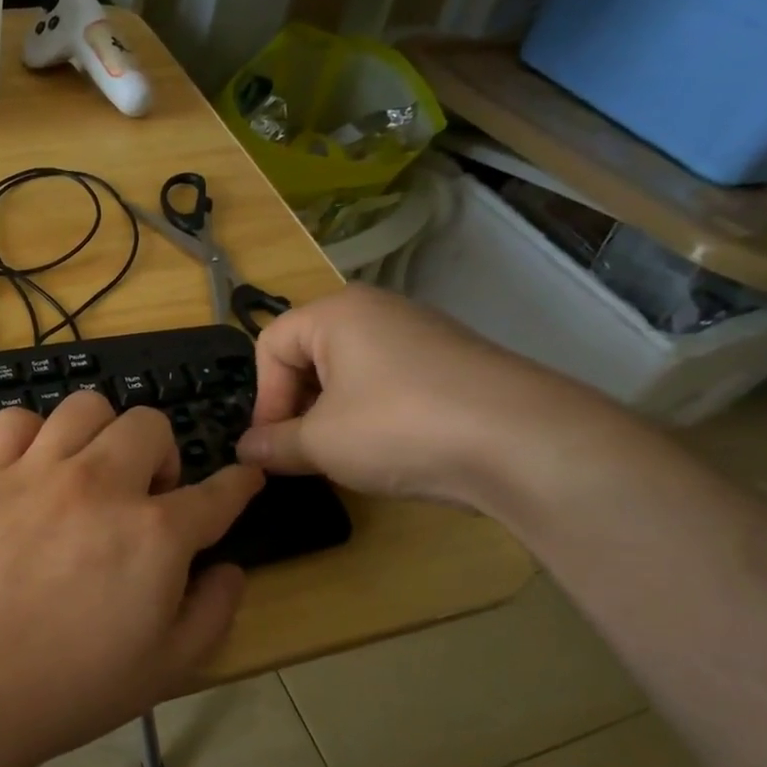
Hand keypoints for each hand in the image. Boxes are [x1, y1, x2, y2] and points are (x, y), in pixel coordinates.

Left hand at [0, 391, 263, 760]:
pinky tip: (34, 467)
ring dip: (102, 434)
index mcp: (156, 533)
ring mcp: (40, 472)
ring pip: (86, 407)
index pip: (217, 493)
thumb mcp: (168, 669)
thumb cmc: (71, 687)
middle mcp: (102, 484)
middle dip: (162, 455)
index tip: (243, 480)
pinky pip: (15, 421)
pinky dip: (32, 434)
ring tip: (92, 472)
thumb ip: (213, 612)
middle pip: (149, 425)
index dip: (239, 485)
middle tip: (146, 498)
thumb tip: (229, 569)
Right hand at [235, 285, 608, 507]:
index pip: (270, 345)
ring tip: (343, 455)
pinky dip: (373, 414)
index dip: (263, 398)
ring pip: (349, 372)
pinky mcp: (451, 363)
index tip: (271, 444)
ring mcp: (420, 334)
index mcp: (336, 313)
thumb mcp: (321, 442)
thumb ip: (273, 445)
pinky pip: (388, 382)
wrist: (522, 441)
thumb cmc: (398, 427)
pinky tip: (389, 449)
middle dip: (296, 405)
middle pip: (309, 354)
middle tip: (302, 451)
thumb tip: (244, 450)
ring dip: (332, 413)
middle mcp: (376, 311)